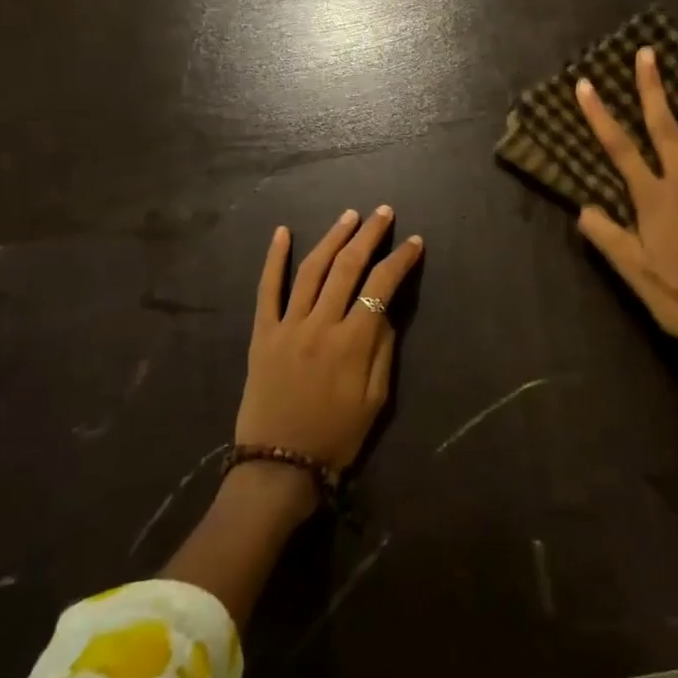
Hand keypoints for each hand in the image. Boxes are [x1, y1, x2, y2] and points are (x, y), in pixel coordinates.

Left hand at [237, 206, 423, 471]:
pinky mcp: (262, 333)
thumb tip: (386, 312)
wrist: (279, 465)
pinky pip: (266, 290)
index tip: (414, 242)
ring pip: (312, 269)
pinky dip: (274, 259)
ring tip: (349, 216)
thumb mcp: (376, 401)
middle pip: (348, 267)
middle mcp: (321, 324)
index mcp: (353, 342)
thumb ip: (383, 350)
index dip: (400, 260)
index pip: (382, 286)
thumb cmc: (336, 437)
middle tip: (383, 212)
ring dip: (332, 238)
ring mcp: (288, 325)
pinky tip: (283, 232)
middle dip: (369, 235)